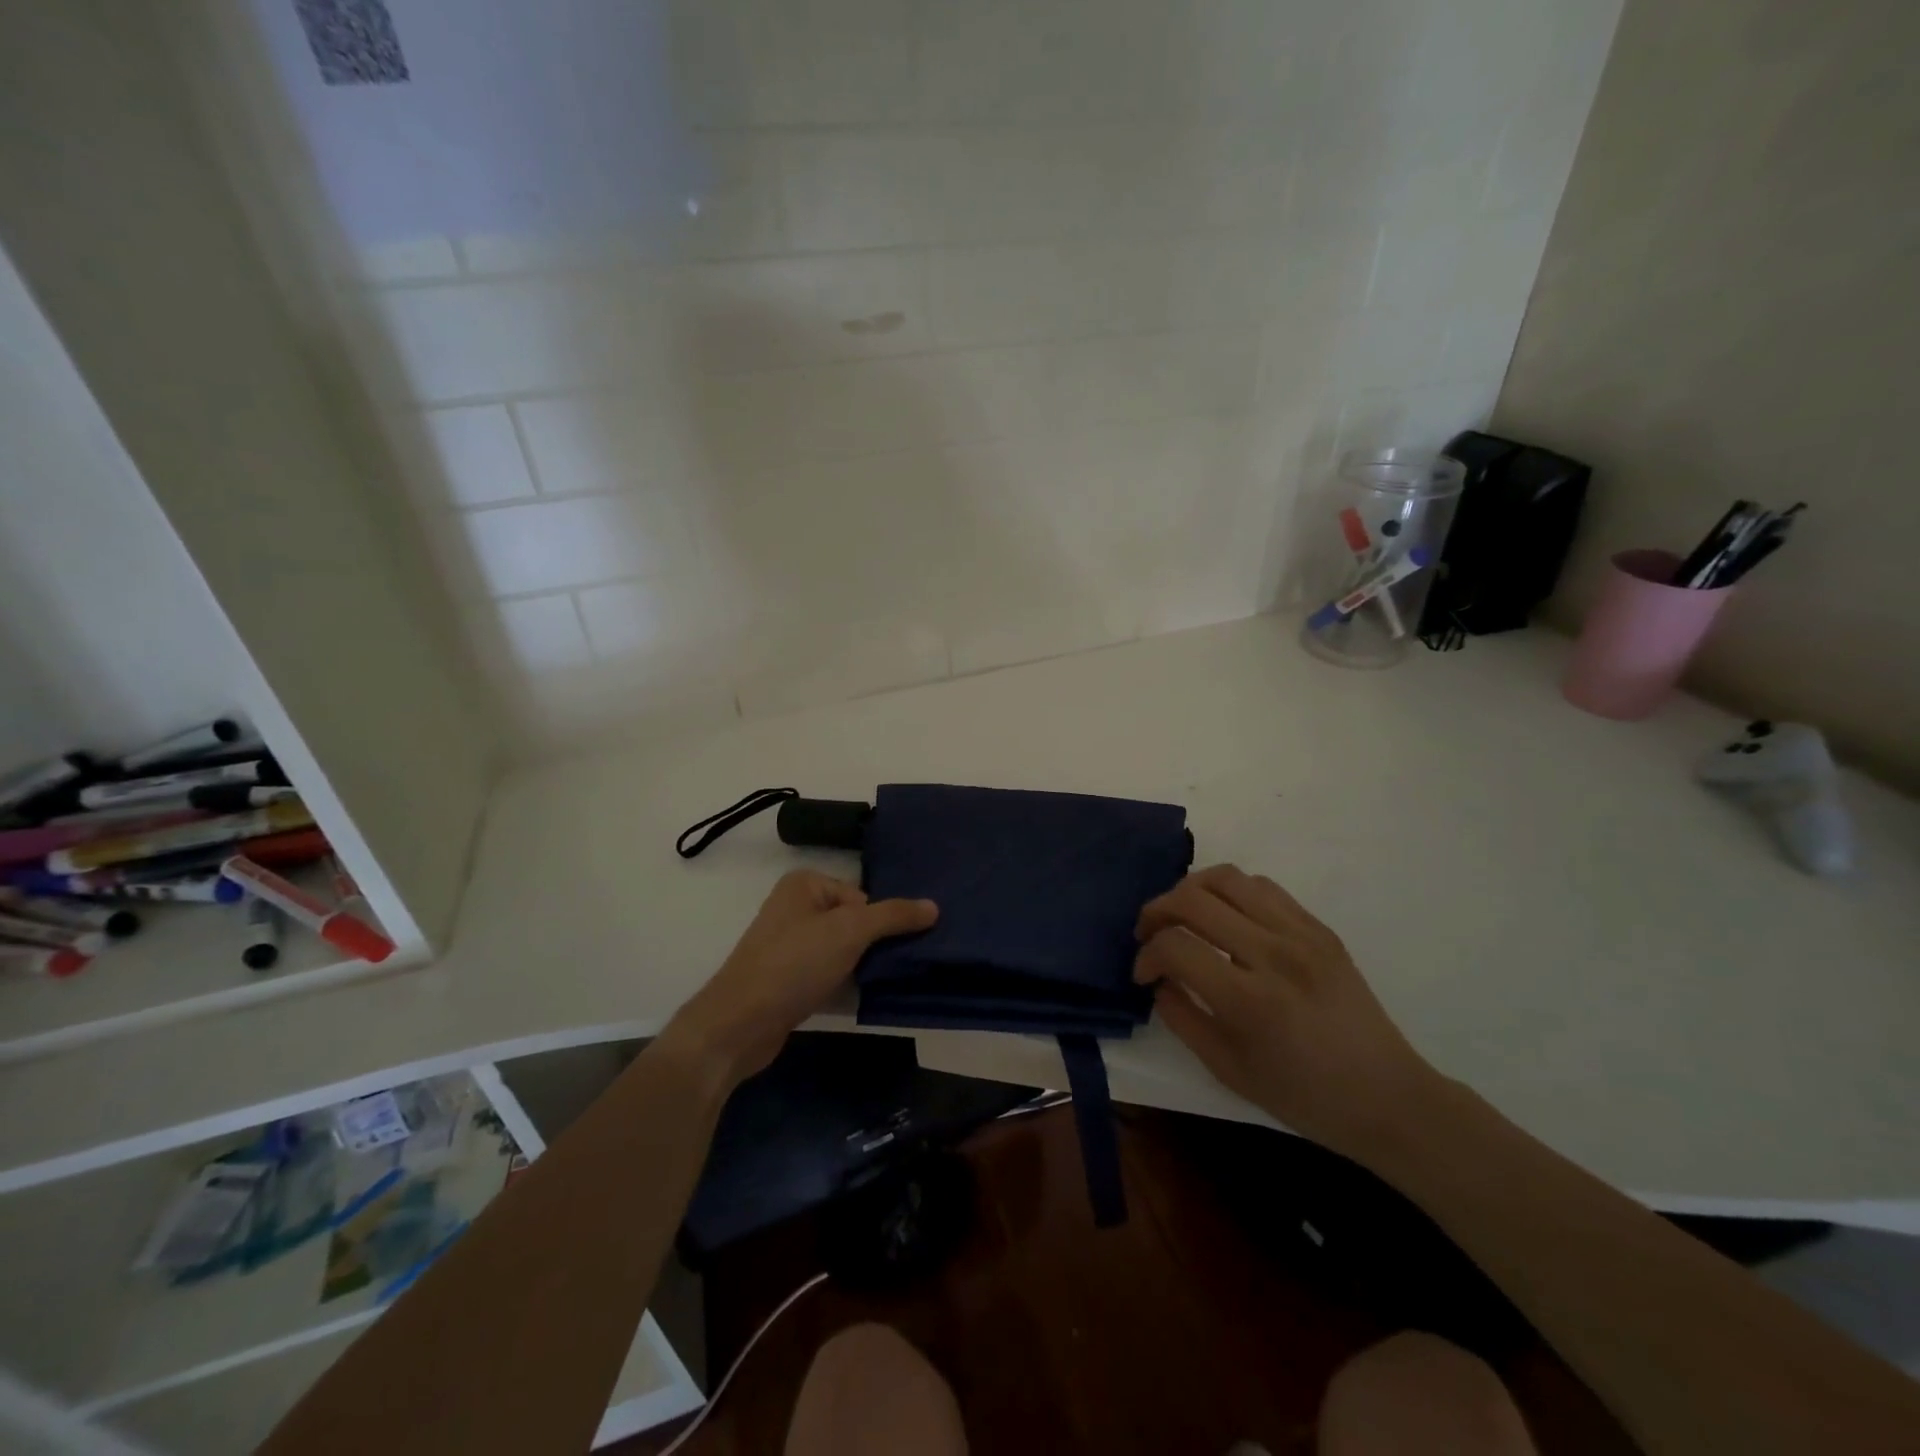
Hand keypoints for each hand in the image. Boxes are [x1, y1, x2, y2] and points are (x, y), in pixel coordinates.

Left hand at [665, 870, 937, 1086]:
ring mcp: (790, 945)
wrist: (739, 1025)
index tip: (891, 947)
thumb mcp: (850, 931)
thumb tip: (934, 906)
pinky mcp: (788, 979)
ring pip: (843, 949)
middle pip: (855, 921)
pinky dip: (846, 983)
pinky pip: (829, 973)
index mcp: (805, 884)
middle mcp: (795, 908)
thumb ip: (894, 916)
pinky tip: (861, 998)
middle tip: (896, 965)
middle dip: (874, 944)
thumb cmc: (793, 964)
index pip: (862, 895)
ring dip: (862, 966)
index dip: (878, 921)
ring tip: (883, 982)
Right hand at [1134, 864, 1443, 1164]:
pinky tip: (1224, 916)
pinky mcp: (1320, 928)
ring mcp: (1302, 934)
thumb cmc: (1304, 1097)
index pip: (1176, 947)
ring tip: (1181, 914)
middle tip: (1148, 934)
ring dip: (1190, 890)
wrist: (1388, 1097)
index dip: (1147, 956)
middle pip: (1193, 899)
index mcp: (1251, 1000)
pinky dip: (1230, 892)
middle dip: (1156, 911)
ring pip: (1227, 878)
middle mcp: (1275, 954)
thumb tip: (1159, 980)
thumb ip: (1182, 1018)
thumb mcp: (1228, 1070)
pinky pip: (1262, 887)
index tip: (1143, 975)